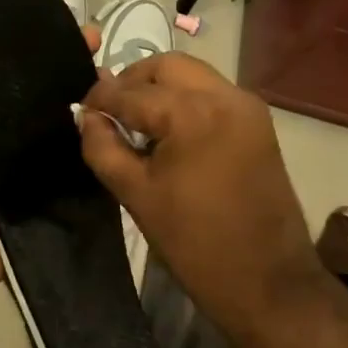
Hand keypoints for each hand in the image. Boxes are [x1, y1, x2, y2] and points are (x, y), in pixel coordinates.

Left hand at [0, 0, 97, 312]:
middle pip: (33, 67)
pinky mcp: (43, 174)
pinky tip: (114, 106)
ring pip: (57, 100)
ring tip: (110, 63)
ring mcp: (21, 143)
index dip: (21, 9)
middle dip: (62, 41)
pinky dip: (91, 123)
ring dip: (82, 77)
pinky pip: (70, 143)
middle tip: (93, 30)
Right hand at [79, 54, 326, 347]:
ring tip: (136, 123)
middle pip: (166, 66)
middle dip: (132, 82)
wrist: (267, 281)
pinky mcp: (259, 123)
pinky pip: (212, 94)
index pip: (130, 92)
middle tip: (109, 112)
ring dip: (160, 89)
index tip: (80, 111)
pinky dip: (185, 100)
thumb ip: (103, 147)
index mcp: (191, 113)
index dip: (99, 99)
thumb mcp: (135, 194)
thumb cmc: (194, 242)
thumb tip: (87, 116)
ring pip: (192, 75)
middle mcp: (224, 96)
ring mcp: (247, 107)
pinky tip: (168, 133)